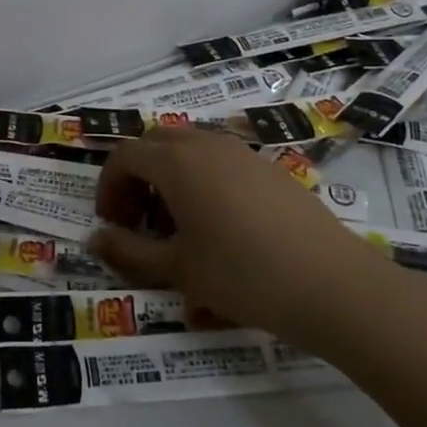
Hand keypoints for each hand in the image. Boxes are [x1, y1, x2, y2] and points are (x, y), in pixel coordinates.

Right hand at [89, 129, 394, 351]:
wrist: (331, 283)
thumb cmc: (243, 275)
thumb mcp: (177, 270)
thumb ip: (129, 252)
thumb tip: (95, 239)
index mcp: (176, 162)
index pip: (124, 156)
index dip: (108, 187)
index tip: (111, 224)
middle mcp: (206, 145)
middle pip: (155, 143)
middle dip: (137, 177)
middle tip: (138, 220)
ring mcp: (242, 152)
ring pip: (190, 149)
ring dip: (170, 178)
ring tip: (177, 228)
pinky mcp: (269, 167)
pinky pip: (220, 161)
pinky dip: (202, 181)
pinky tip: (219, 227)